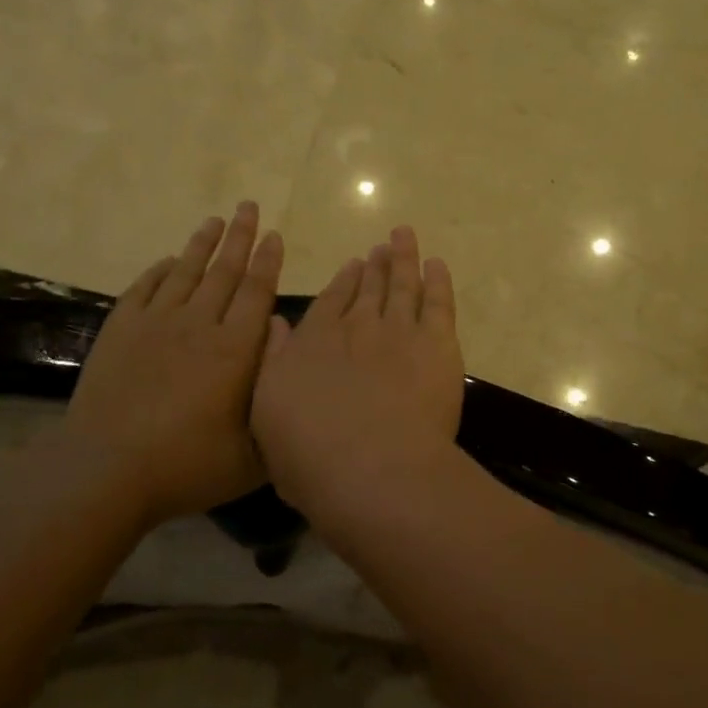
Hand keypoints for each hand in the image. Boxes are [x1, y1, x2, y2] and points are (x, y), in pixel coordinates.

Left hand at [60, 203, 283, 522]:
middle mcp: (200, 325)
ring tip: (215, 220)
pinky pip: (144, 289)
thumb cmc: (189, 465)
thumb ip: (276, 396)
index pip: (257, 292)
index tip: (275, 236)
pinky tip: (167, 261)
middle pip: (225, 271)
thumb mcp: (254, 451)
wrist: (107, 470)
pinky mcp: (121, 332)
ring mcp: (156, 324)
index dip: (268, 261)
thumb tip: (285, 345)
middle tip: (249, 207)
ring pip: (186, 272)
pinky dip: (159, 271)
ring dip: (202, 244)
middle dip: (241, 237)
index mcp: (236, 349)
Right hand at [251, 226, 464, 513]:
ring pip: (402, 285)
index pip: (329, 302)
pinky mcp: (437, 343)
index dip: (342, 282)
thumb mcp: (268, 413)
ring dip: (403, 259)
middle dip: (374, 267)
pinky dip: (438, 280)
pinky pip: (438, 301)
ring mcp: (399, 330)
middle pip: (368, 288)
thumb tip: (277, 324)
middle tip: (381, 250)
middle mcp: (356, 326)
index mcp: (314, 342)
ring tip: (404, 238)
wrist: (372, 470)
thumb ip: (274, 363)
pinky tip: (436, 264)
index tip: (352, 266)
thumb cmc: (311, 456)